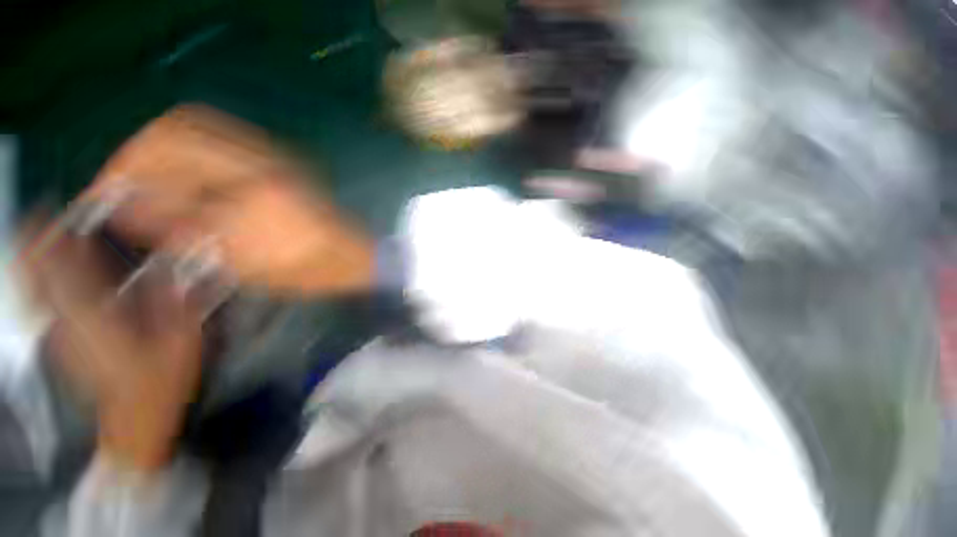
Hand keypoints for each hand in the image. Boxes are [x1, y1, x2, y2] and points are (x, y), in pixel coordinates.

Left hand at [25, 229, 202, 472]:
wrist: (134, 423)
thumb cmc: (159, 384)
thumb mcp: (181, 342)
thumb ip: (175, 301)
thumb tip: (171, 266)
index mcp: (94, 318)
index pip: (59, 271)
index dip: (48, 239)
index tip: (45, 211)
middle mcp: (66, 321)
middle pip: (35, 278)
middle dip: (33, 245)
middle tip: (43, 220)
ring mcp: (59, 334)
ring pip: (34, 290)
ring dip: (37, 262)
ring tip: (49, 240)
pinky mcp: (60, 343)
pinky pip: (44, 304)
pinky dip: (44, 282)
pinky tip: (60, 275)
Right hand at [85, 104, 374, 295]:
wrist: (355, 255)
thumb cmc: (308, 269)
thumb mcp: (244, 264)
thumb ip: (184, 232)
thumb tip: (129, 209)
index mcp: (253, 191)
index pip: (168, 154)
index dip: (125, 168)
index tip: (104, 193)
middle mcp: (263, 161)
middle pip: (179, 127)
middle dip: (139, 151)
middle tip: (123, 183)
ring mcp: (276, 156)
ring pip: (201, 128)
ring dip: (164, 148)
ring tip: (148, 181)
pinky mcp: (283, 160)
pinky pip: (224, 140)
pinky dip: (192, 150)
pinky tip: (184, 177)